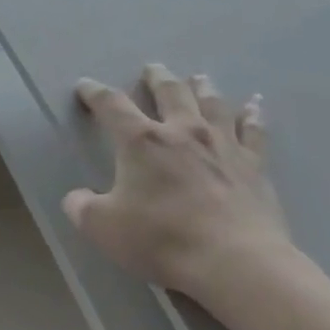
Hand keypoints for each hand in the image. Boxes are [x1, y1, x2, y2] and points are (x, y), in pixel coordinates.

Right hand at [64, 65, 294, 309]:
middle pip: (169, 92)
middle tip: (152, 69)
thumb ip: (82, 208)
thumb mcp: (103, 228)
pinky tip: (254, 105)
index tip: (85, 86)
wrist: (233, 260)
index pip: (112, 106)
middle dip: (156, 79)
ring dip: (202, 88)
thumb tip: (76, 198)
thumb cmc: (161, 239)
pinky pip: (253, 130)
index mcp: (142, 142)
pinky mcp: (254, 165)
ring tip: (198, 78)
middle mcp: (183, 131)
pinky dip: (252, 115)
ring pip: (212, 104)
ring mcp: (223, 145)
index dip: (95, 93)